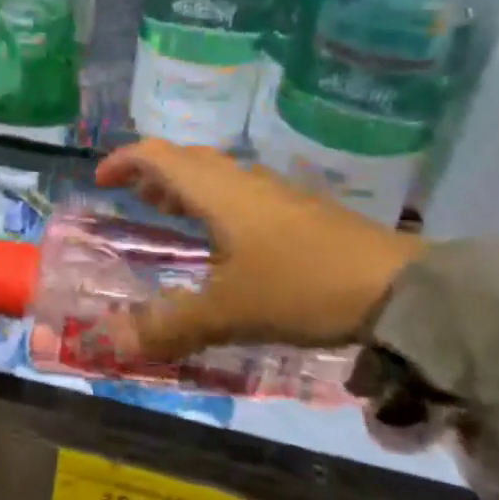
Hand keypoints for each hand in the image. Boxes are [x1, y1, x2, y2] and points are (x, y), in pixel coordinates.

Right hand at [95, 140, 421, 360]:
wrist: (398, 288)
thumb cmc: (300, 286)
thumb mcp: (228, 312)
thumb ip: (169, 326)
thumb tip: (111, 343)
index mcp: (216, 191)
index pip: (157, 156)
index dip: (123, 162)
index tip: (100, 182)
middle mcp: (242, 181)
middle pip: (186, 160)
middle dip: (153, 175)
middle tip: (132, 200)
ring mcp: (276, 193)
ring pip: (217, 176)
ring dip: (186, 188)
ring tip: (170, 215)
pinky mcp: (301, 211)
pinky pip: (242, 193)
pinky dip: (216, 204)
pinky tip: (226, 241)